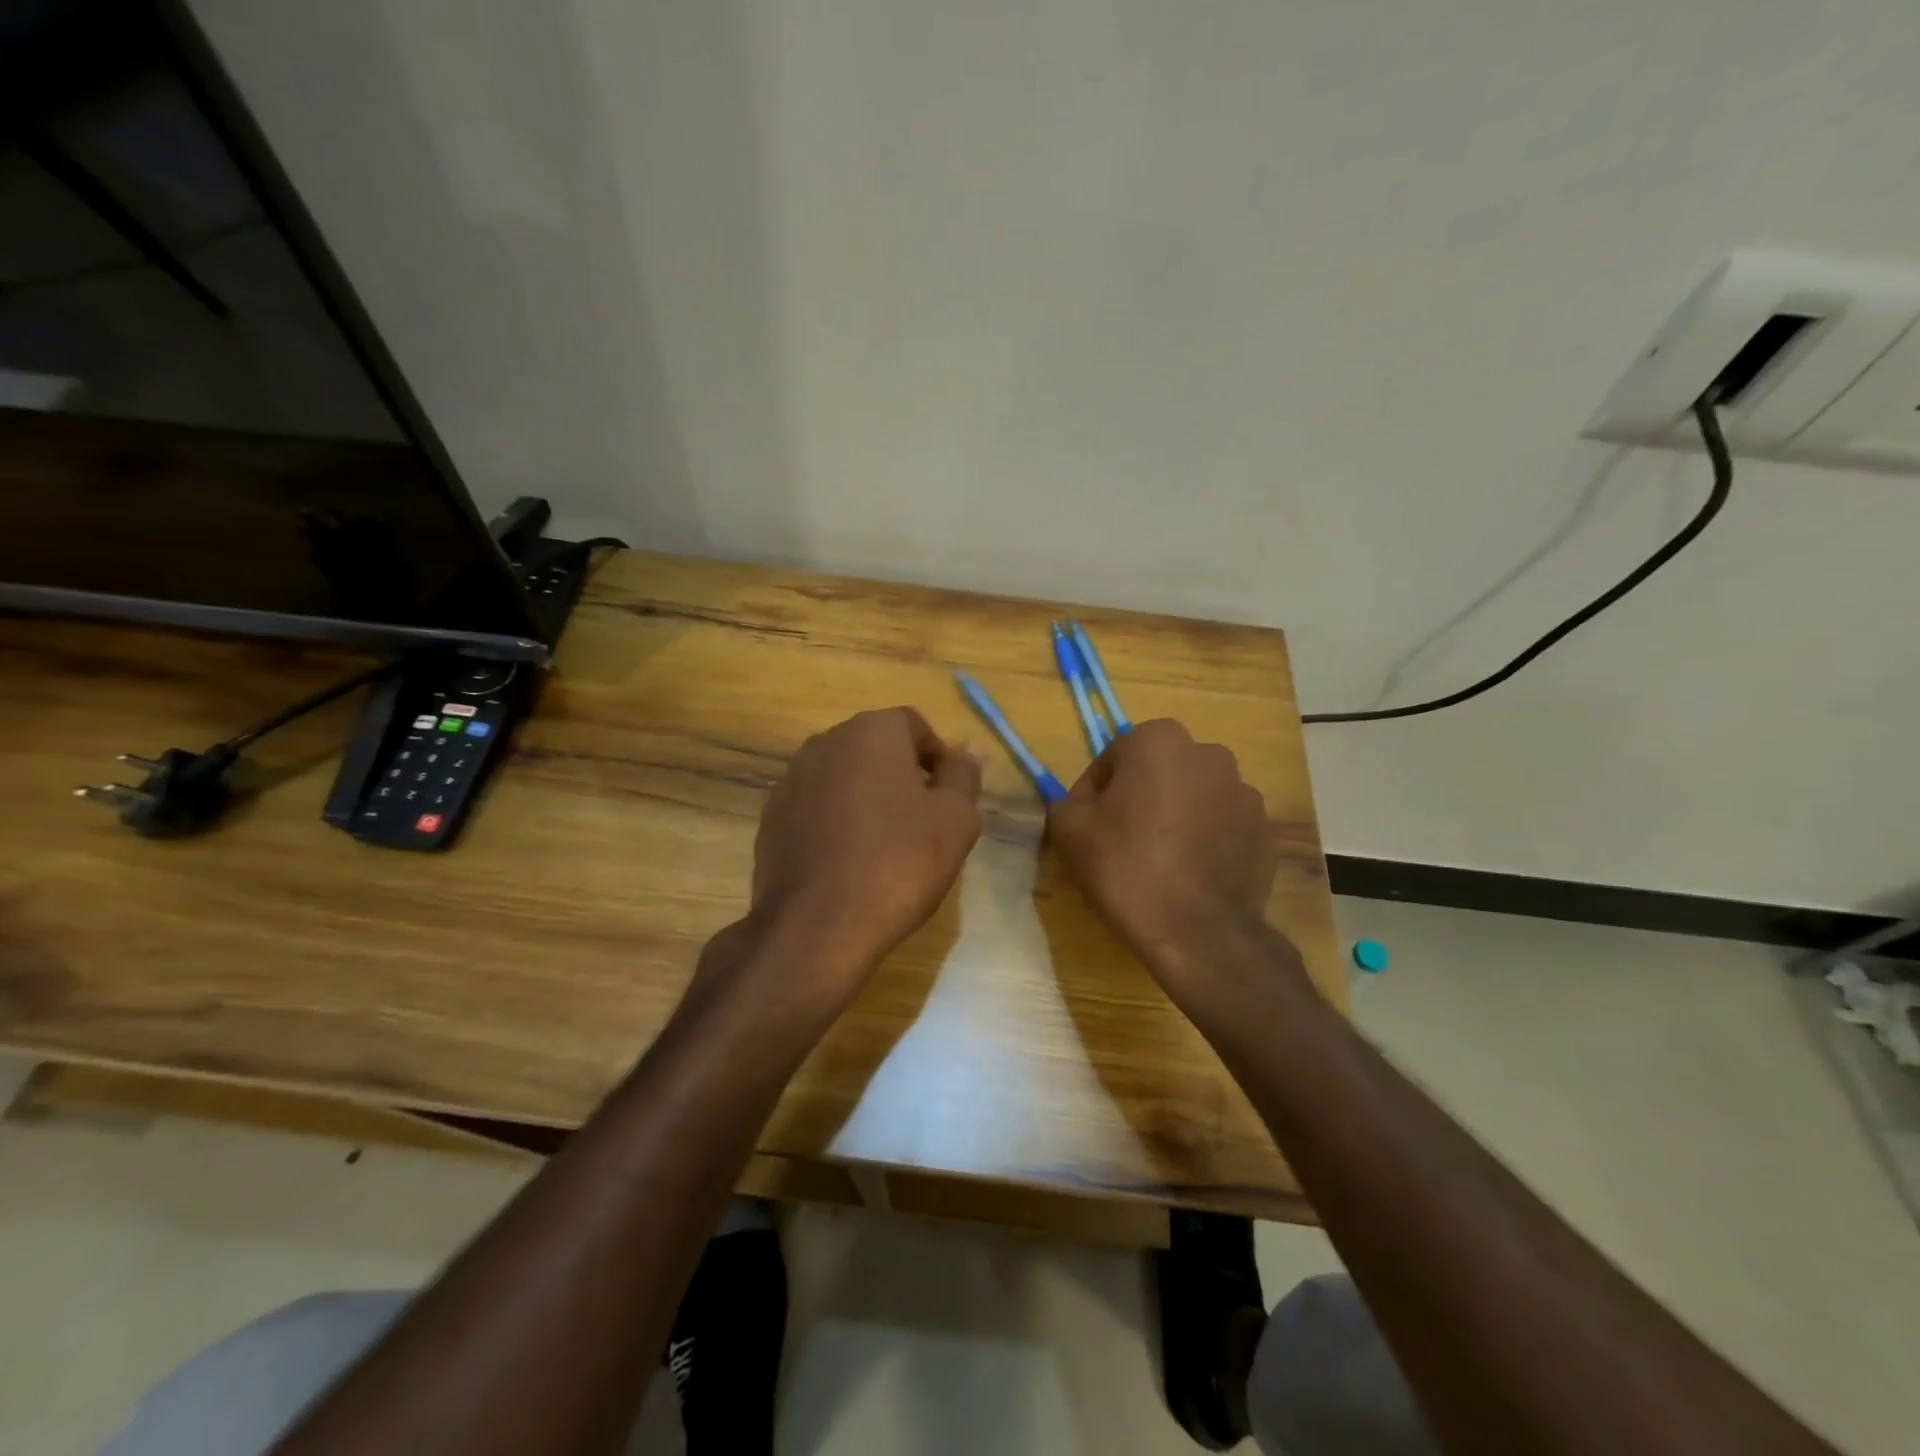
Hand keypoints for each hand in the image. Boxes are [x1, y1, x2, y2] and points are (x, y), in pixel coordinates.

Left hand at [747, 707, 982, 994]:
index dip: (937, 759)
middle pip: (876, 748)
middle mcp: (826, 742)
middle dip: (902, 776)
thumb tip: (968, 748)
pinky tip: (848, 861)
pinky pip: (816, 806)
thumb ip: (963, 775)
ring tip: (885, 845)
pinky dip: (835, 821)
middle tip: (923, 822)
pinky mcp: (771, 816)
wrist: (817, 925)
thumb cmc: (898, 864)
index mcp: (872, 732)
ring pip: (844, 776)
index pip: (915, 726)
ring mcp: (791, 778)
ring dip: (867, 797)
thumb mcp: (955, 820)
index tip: (948, 799)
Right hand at [1048, 719, 1279, 1009]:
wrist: (1197, 931)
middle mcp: (1209, 754)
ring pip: (1195, 797)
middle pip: (1159, 772)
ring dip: (1177, 816)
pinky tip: (1191, 873)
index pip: (1114, 758)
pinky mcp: (1265, 830)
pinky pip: (1224, 826)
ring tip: (1161, 860)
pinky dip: (1207, 839)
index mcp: (1160, 741)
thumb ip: (1070, 800)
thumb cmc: (1126, 868)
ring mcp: (1244, 792)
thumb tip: (1086, 802)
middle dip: (1142, 797)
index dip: (1096, 792)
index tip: (1091, 826)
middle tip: (1124, 840)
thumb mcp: (1069, 829)